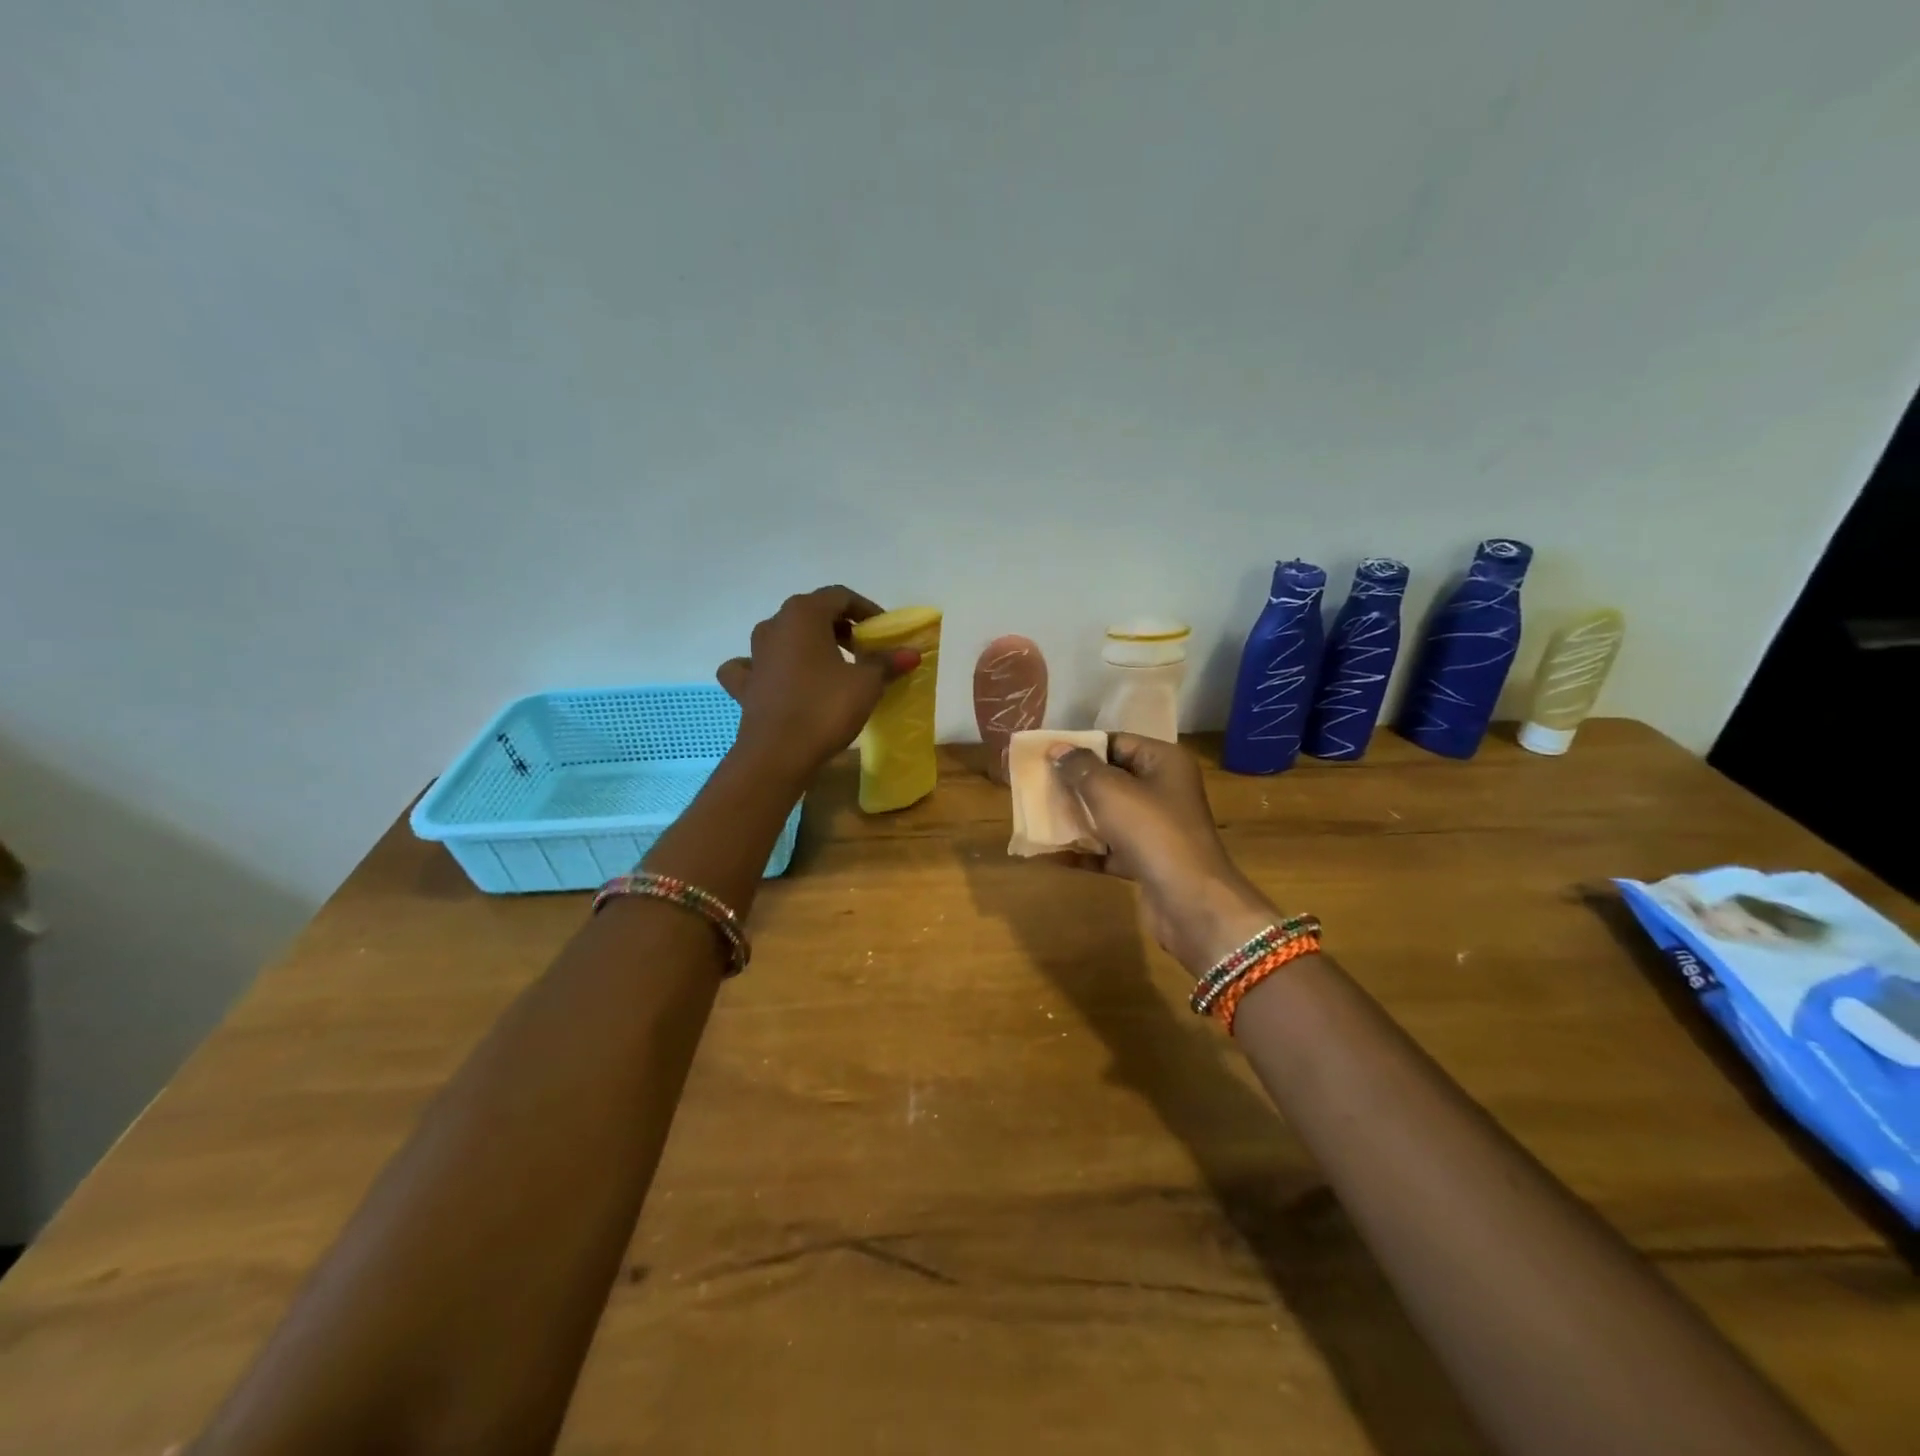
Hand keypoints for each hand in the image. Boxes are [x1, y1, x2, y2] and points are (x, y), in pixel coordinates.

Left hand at [716, 586, 919, 779]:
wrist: (778, 754)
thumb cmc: (825, 708)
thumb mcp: (866, 684)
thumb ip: (887, 662)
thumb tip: (911, 652)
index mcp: (803, 614)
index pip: (840, 596)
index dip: (866, 610)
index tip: (884, 632)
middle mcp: (774, 625)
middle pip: (812, 614)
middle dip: (841, 628)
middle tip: (864, 651)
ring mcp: (755, 655)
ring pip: (785, 637)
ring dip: (810, 645)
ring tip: (833, 667)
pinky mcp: (745, 684)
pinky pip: (757, 666)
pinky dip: (772, 668)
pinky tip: (782, 680)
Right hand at [1048, 735, 1278, 973]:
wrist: (1189, 901)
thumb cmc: (1151, 831)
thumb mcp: (1109, 790)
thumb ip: (1080, 767)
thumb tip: (1056, 749)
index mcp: (1164, 762)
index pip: (1116, 743)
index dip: (1081, 747)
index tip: (1045, 754)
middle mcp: (1163, 790)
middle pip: (1110, 778)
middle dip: (1073, 782)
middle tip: (1035, 784)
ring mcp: (1155, 828)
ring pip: (1107, 814)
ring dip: (1075, 816)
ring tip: (1036, 814)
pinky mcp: (1146, 860)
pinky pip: (1108, 848)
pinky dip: (1083, 850)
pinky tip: (1049, 853)